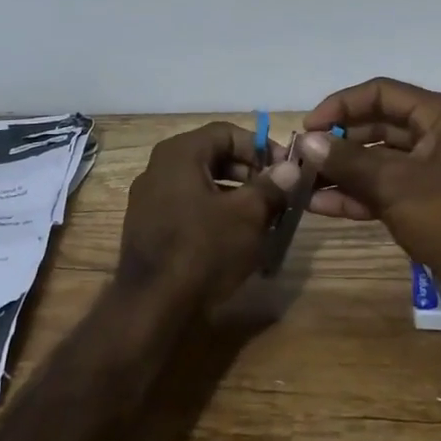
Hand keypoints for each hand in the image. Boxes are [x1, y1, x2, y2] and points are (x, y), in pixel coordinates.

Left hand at [117, 122, 300, 312]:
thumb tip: (290, 168)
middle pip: (214, 157)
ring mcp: (150, 199)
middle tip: (278, 195)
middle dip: (250, 173)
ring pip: (203, 185)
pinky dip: (215, 214)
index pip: (227, 133)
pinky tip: (237, 239)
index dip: (261, 147)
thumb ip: (271, 186)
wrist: (153, 307)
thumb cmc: (204, 249)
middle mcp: (159, 168)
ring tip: (265, 219)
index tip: (286, 169)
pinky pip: (189, 208)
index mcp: (179, 153)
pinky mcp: (149, 227)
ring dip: (236, 196)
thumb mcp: (248, 215)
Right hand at [298, 78, 440, 338]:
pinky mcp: (424, 202)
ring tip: (300, 183)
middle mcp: (436, 135)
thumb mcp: (395, 185)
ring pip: (375, 160)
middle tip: (299, 158)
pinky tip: (318, 205)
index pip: (381, 93)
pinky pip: (382, 188)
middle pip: (376, 125)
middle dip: (337, 141)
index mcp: (440, 116)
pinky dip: (354, 195)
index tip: (307, 127)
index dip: (340, 105)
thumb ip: (348, 160)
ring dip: (340, 170)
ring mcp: (430, 171)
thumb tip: (306, 142)